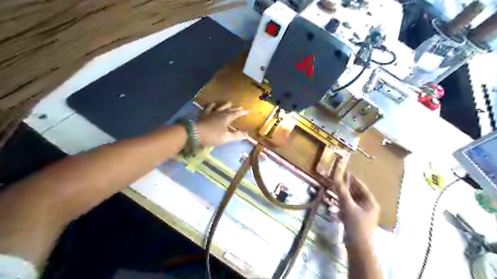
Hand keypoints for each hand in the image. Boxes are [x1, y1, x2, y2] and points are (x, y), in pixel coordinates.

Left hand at [195, 101, 246, 146]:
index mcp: (227, 118)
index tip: (248, 110)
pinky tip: (212, 104)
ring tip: (229, 102)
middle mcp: (220, 113)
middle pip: (229, 109)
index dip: (242, 112)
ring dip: (225, 105)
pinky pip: (209, 108)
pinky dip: (211, 105)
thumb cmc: (211, 136)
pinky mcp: (203, 114)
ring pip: (220, 107)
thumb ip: (236, 136)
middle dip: (236, 108)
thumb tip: (247, 134)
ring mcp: (211, 113)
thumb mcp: (226, 138)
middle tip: (241, 106)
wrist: (194, 132)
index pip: (237, 114)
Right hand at [334, 166, 380, 243]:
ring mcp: (362, 214)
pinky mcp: (355, 220)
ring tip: (334, 189)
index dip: (353, 179)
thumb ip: (342, 190)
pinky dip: (342, 203)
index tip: (344, 172)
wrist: (357, 247)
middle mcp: (368, 207)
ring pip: (352, 200)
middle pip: (356, 193)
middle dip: (347, 187)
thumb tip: (336, 175)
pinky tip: (335, 202)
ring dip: (343, 195)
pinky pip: (349, 208)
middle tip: (337, 180)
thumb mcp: (348, 206)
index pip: (362, 187)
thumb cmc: (356, 225)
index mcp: (371, 203)